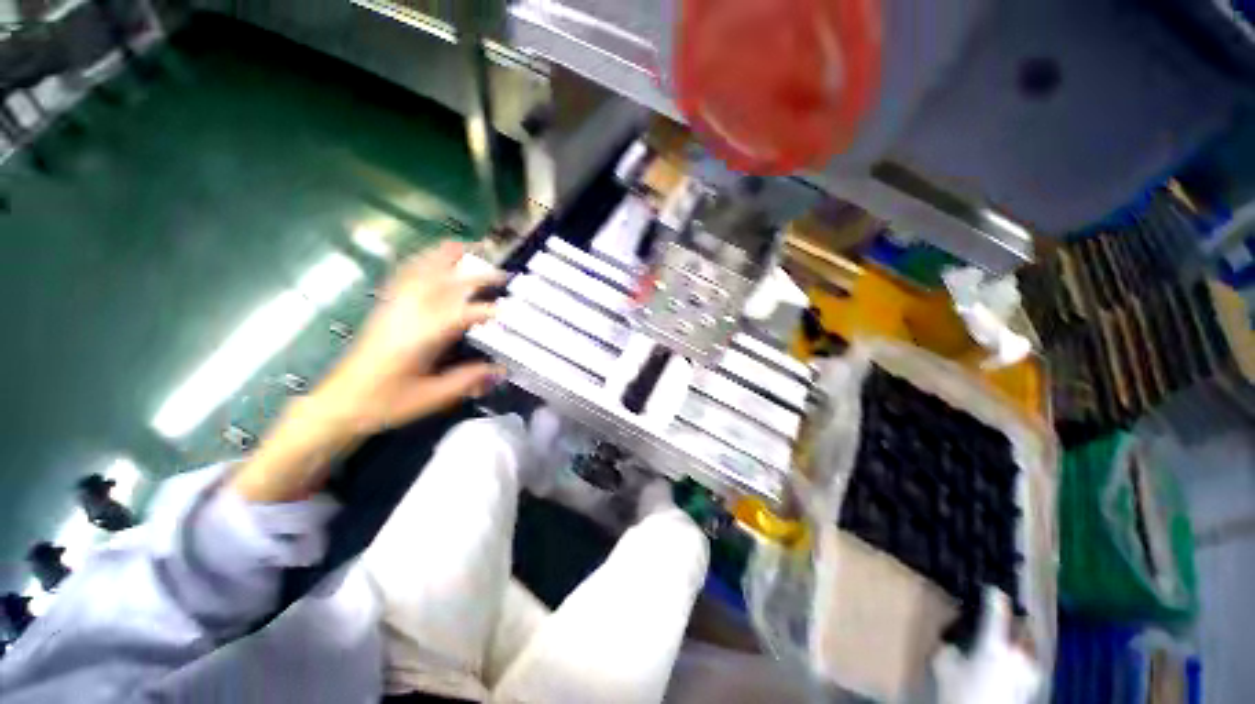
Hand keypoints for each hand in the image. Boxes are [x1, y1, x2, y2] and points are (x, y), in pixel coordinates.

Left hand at [317, 241, 505, 435]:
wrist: (341, 402)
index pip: (461, 313)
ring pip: (421, 270)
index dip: (488, 309)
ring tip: (470, 247)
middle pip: (443, 281)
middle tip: (501, 272)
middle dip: (475, 273)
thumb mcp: (433, 397)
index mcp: (421, 336)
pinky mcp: (385, 306)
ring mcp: (393, 306)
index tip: (510, 310)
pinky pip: (404, 274)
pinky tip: (432, 258)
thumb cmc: (386, 402)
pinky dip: (422, 260)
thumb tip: (501, 370)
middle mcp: (407, 313)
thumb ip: (469, 380)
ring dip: (447, 256)